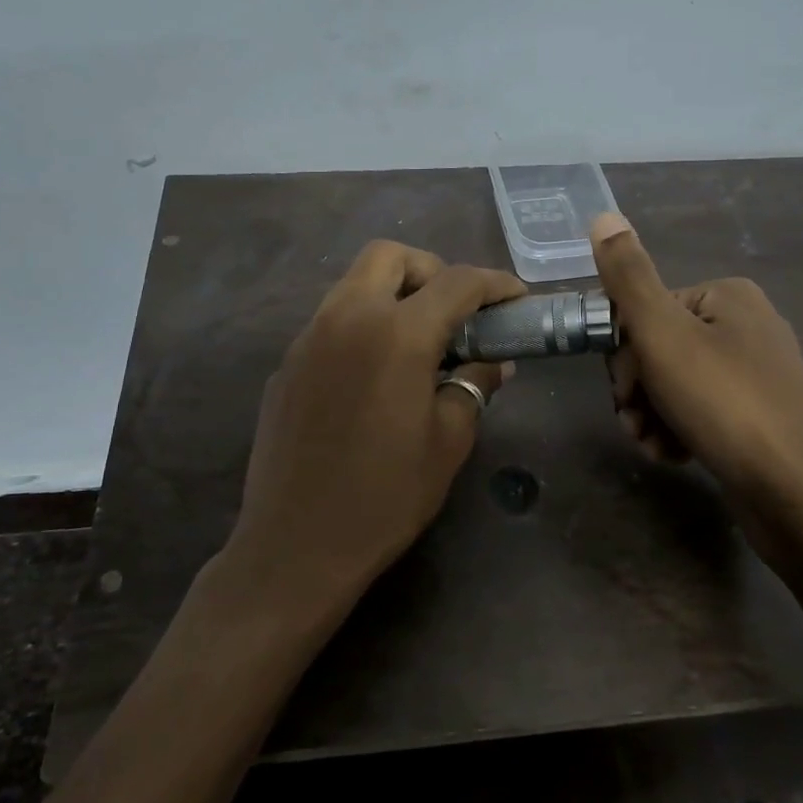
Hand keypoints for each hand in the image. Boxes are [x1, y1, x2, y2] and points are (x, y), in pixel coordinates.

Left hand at [224, 240, 523, 612]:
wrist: (296, 546)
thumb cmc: (385, 497)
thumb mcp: (448, 442)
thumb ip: (474, 386)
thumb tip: (491, 361)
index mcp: (396, 333)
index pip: (456, 282)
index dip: (495, 285)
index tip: (516, 300)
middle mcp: (346, 318)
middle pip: (389, 256)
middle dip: (431, 270)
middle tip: (455, 312)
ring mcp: (308, 338)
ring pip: (353, 283)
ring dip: (393, 293)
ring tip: (418, 342)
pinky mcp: (286, 364)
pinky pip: (330, 321)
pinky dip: (362, 325)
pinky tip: (375, 375)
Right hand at [591, 214, 802, 509]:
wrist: (798, 493)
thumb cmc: (725, 404)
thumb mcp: (664, 334)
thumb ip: (629, 277)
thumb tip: (603, 216)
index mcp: (727, 296)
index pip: (647, 311)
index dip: (624, 354)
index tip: (622, 392)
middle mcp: (747, 325)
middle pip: (660, 348)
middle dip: (638, 390)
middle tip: (635, 423)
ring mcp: (757, 373)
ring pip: (676, 384)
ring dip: (652, 415)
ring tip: (652, 446)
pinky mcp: (760, 415)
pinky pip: (702, 411)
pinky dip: (679, 430)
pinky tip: (674, 456)